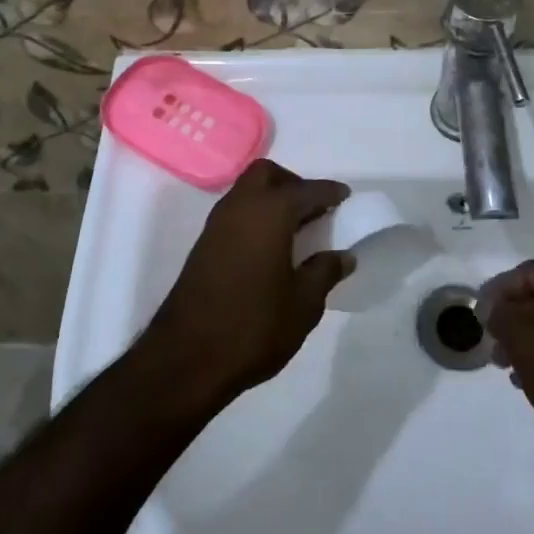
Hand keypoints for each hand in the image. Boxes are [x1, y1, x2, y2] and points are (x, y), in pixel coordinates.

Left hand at [141, 159, 352, 405]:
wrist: (187, 358)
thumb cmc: (254, 327)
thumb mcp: (303, 304)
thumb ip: (324, 272)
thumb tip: (343, 256)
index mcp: (269, 213)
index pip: (307, 190)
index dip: (329, 192)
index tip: (346, 197)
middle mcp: (240, 208)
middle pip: (266, 175)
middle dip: (293, 183)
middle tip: (315, 211)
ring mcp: (216, 226)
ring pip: (246, 192)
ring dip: (271, 199)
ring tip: (297, 231)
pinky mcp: (203, 246)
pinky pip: (235, 214)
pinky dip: (256, 217)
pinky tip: (270, 248)